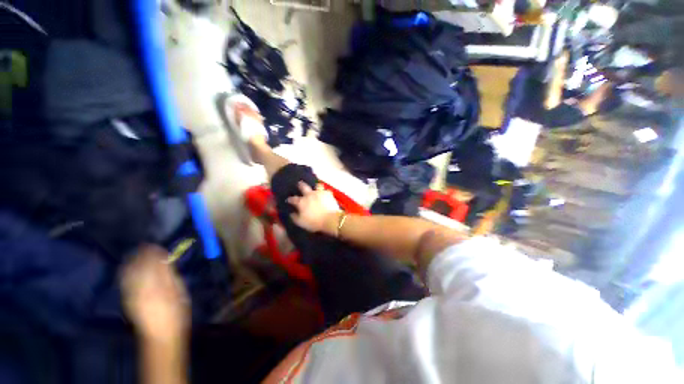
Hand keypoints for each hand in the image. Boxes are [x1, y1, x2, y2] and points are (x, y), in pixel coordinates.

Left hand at [121, 245, 189, 340]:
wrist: (160, 335)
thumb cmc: (176, 312)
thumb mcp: (180, 293)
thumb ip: (171, 276)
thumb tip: (166, 261)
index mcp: (157, 286)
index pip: (153, 264)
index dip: (154, 253)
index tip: (157, 246)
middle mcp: (141, 288)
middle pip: (138, 267)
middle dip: (141, 255)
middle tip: (147, 246)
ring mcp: (132, 294)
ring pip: (129, 273)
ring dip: (132, 261)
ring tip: (138, 252)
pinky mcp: (128, 299)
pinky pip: (125, 281)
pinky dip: (126, 271)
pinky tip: (129, 267)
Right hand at [287, 182, 340, 233]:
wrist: (330, 219)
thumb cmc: (314, 222)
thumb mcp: (301, 223)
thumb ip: (295, 217)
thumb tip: (291, 214)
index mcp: (301, 202)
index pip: (293, 199)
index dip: (290, 199)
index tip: (288, 200)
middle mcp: (309, 195)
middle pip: (303, 186)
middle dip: (300, 185)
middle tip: (299, 183)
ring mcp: (319, 193)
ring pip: (317, 186)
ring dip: (316, 187)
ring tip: (316, 188)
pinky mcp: (328, 194)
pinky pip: (326, 191)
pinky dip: (325, 193)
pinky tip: (326, 194)